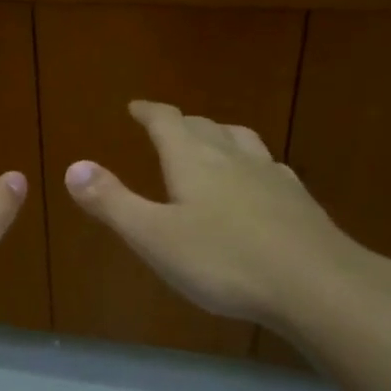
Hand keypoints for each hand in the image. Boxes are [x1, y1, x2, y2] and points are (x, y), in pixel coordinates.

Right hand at [63, 100, 384, 334]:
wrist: (317, 284)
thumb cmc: (224, 261)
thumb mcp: (154, 236)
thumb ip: (112, 202)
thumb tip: (74, 166)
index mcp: (193, 160)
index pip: (167, 121)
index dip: (149, 112)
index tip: (136, 107)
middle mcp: (232, 157)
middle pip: (204, 126)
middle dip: (181, 123)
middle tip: (167, 125)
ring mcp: (270, 176)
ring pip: (241, 140)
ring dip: (220, 134)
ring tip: (212, 140)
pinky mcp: (298, 200)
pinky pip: (269, 167)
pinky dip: (252, 164)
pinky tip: (258, 180)